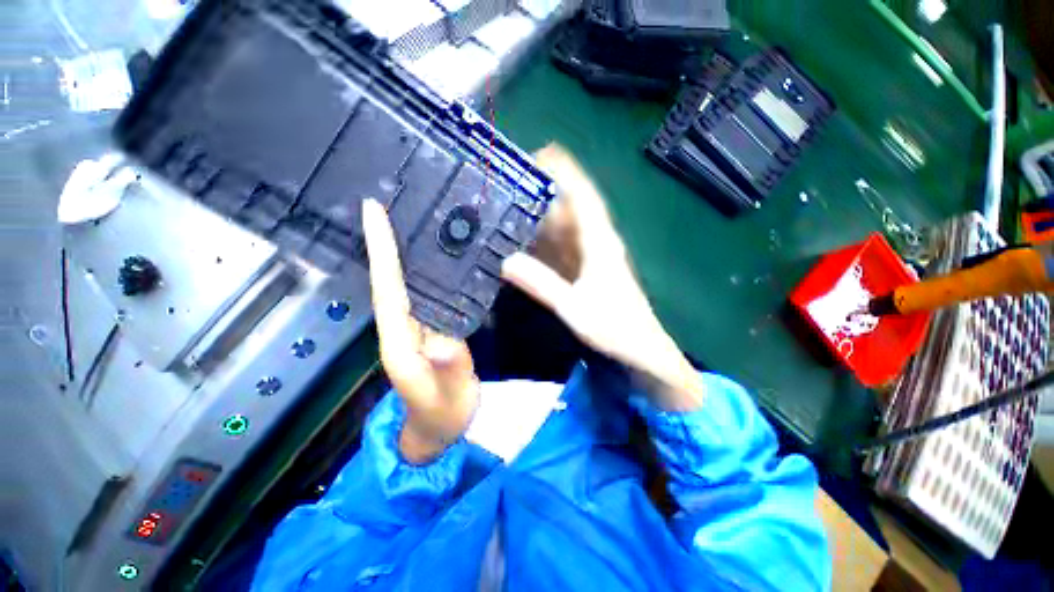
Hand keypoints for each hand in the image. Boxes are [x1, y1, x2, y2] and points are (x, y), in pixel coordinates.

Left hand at [362, 198, 478, 463]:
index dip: (381, 250)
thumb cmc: (443, 412)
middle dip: (385, 242)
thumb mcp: (448, 394)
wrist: (443, 425)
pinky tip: (436, 258)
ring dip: (402, 252)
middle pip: (389, 279)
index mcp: (398, 341)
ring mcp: (415, 327)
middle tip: (388, 204)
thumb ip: (447, 368)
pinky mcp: (429, 328)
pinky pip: (423, 294)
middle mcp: (401, 327)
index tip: (374, 212)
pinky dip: (425, 272)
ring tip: (409, 220)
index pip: (387, 288)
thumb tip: (444, 339)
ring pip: (404, 283)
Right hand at [502, 145, 703, 410]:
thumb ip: (542, 284)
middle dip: (542, 192)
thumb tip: (506, 261)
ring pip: (564, 227)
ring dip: (540, 216)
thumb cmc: (615, 328)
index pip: (584, 196)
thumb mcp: (575, 308)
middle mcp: (597, 242)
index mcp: (600, 243)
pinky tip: (523, 241)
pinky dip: (544, 241)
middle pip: (570, 208)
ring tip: (508, 207)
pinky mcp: (587, 269)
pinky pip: (563, 247)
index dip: (566, 172)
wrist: (641, 349)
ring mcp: (592, 256)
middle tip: (508, 184)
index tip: (541, 153)